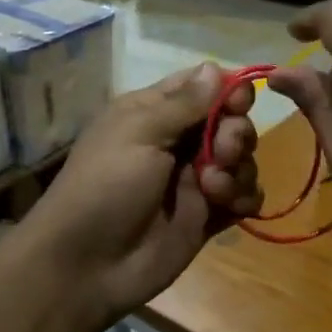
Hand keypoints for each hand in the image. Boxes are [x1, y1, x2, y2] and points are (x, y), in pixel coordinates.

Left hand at [15, 63, 260, 328]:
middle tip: (222, 152)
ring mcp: (194, 180)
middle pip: (230, 121)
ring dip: (239, 169)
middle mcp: (177, 142)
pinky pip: (243, 196)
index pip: (202, 87)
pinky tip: (231, 207)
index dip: (228, 90)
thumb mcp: (138, 134)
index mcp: (154, 113)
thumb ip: (183, 104)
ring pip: (241, 159)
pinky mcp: (208, 216)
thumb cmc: (105, 187)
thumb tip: (213, 66)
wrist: (87, 265)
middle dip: (236, 134)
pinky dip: (245, 197)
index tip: (240, 102)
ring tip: (214, 189)